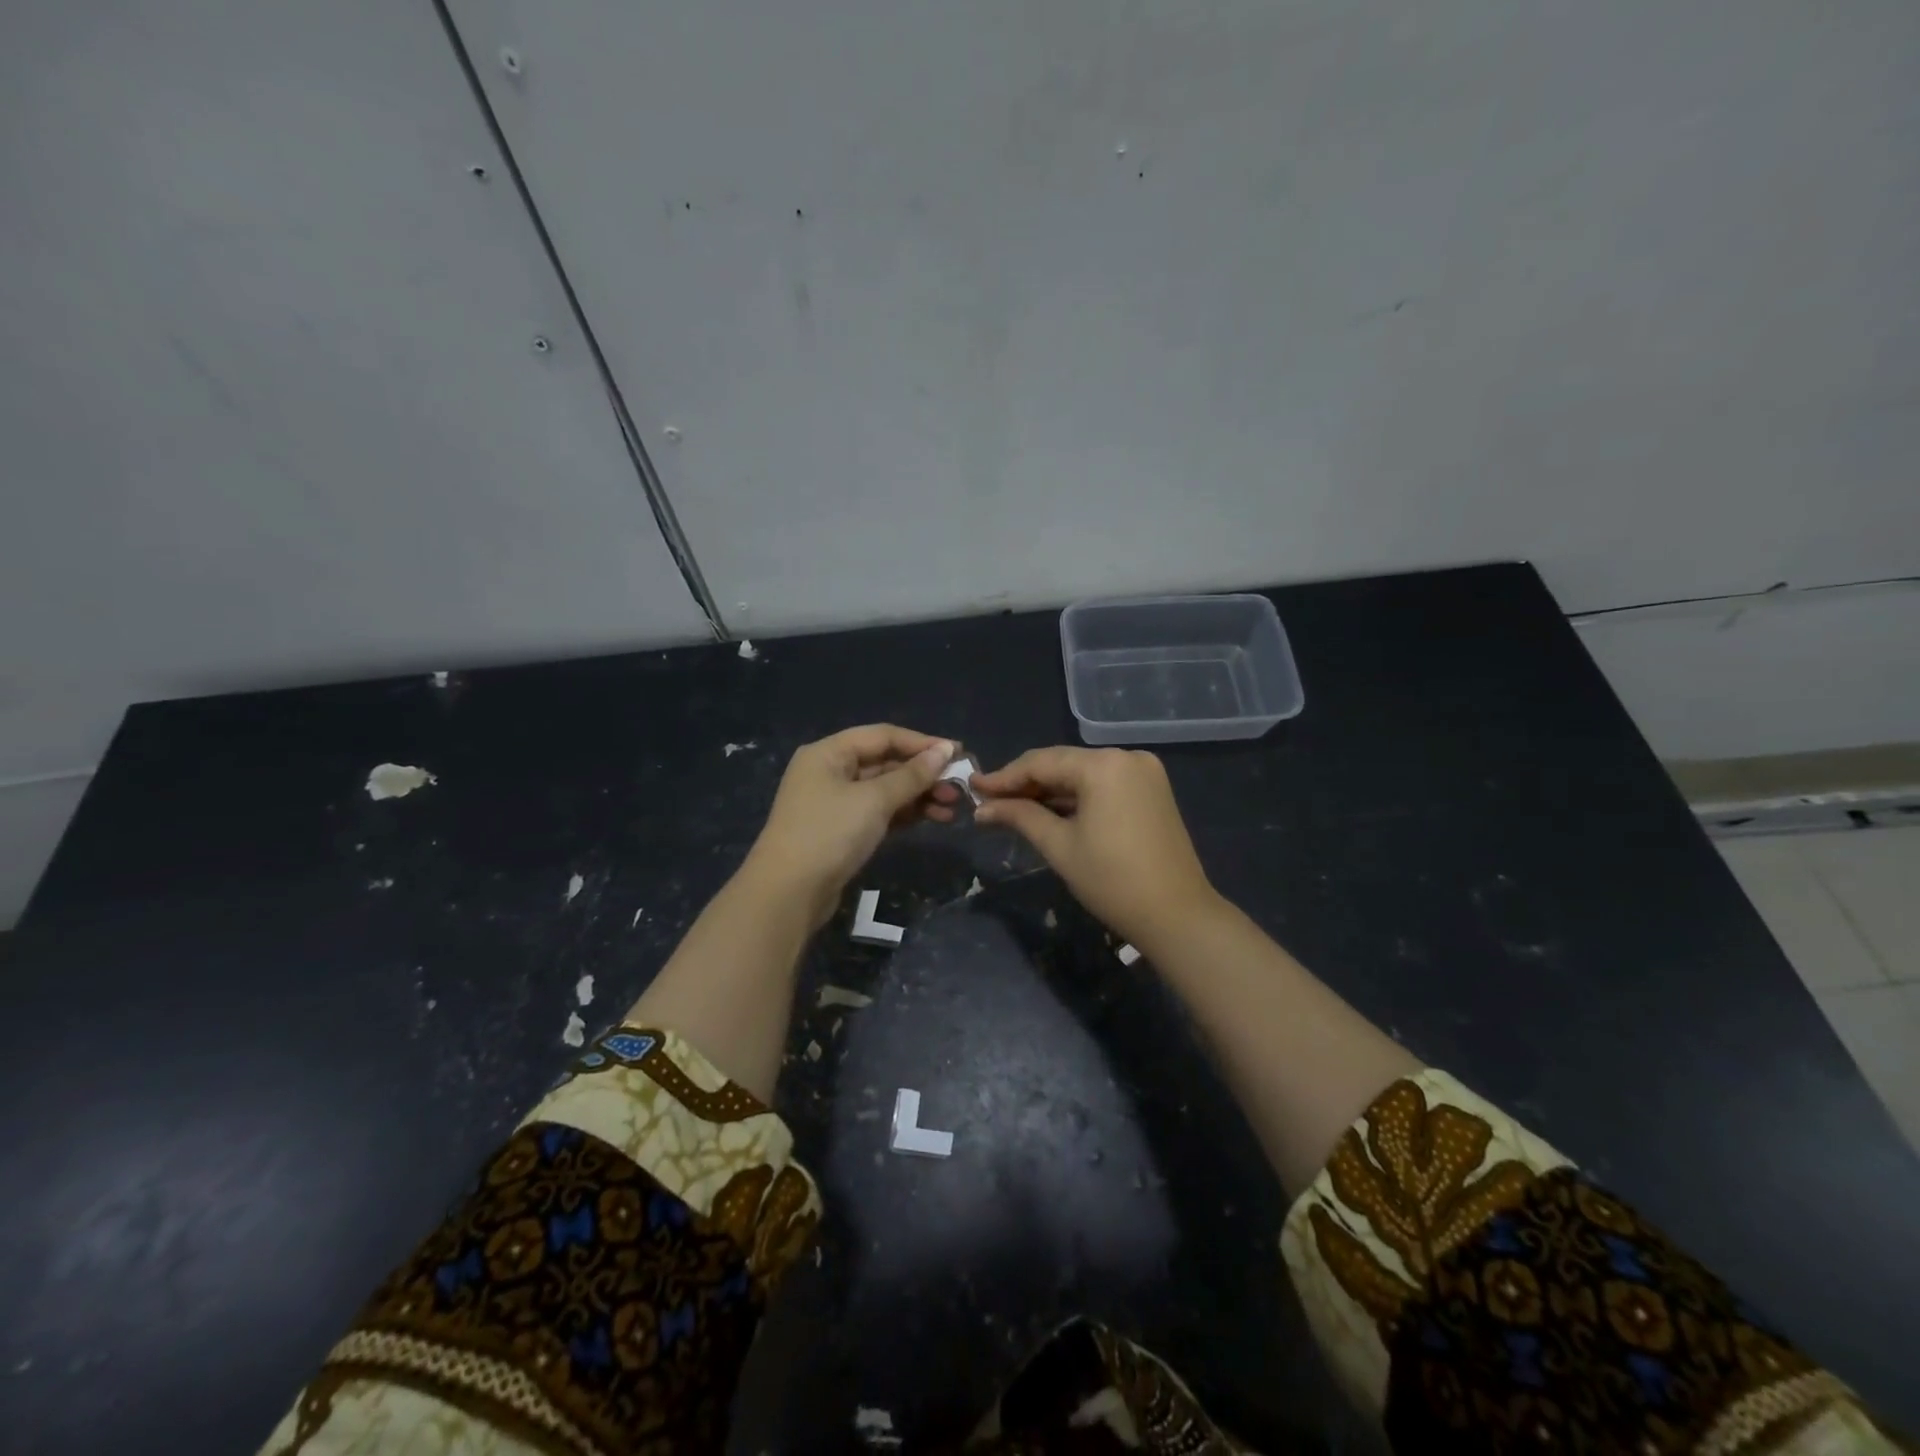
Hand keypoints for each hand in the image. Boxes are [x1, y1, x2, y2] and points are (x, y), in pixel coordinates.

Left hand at [743, 725, 958, 927]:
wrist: (788, 893)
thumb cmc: (829, 834)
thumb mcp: (874, 800)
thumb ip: (911, 775)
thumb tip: (945, 749)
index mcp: (828, 753)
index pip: (883, 736)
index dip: (921, 743)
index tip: (958, 753)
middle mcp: (830, 772)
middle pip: (885, 762)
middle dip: (923, 774)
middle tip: (958, 787)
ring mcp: (835, 803)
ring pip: (885, 790)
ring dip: (919, 796)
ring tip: (952, 808)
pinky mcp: (842, 831)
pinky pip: (880, 812)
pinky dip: (905, 814)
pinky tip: (933, 819)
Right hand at [973, 747, 1221, 949]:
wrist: (1177, 915)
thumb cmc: (1112, 881)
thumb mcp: (1059, 846)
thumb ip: (1020, 817)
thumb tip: (982, 809)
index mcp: (1104, 765)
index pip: (1042, 762)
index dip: (1004, 777)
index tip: (974, 788)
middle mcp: (1126, 757)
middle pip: (1063, 764)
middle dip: (1025, 783)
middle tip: (988, 800)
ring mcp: (1144, 772)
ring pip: (1083, 774)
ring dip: (1049, 791)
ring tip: (1011, 808)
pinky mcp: (1152, 790)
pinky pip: (1103, 785)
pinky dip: (1076, 798)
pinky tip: (1049, 811)